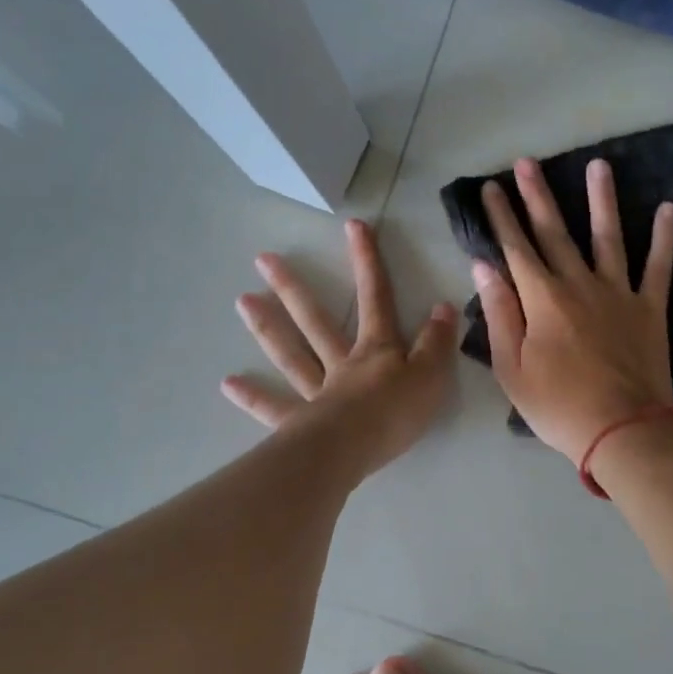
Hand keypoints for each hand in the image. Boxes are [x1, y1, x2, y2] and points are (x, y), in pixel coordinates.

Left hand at [223, 219, 457, 476]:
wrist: (357, 448)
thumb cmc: (397, 412)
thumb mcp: (432, 375)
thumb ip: (437, 342)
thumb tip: (443, 307)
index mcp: (376, 350)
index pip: (376, 298)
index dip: (367, 261)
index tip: (353, 226)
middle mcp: (342, 363)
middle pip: (316, 320)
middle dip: (294, 288)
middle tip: (263, 259)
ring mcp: (317, 391)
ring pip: (291, 354)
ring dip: (268, 327)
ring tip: (242, 301)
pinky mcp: (300, 423)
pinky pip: (275, 407)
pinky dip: (253, 396)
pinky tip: (229, 383)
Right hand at [474, 157, 672, 463]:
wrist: (622, 430)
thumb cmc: (558, 406)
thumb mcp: (511, 368)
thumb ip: (499, 314)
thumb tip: (484, 267)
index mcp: (542, 300)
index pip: (515, 248)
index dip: (501, 216)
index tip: (490, 187)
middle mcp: (579, 284)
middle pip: (555, 233)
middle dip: (538, 196)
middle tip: (528, 162)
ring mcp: (619, 293)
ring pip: (608, 237)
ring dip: (601, 199)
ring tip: (599, 165)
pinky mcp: (650, 308)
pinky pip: (658, 266)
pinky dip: (664, 238)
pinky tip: (668, 208)